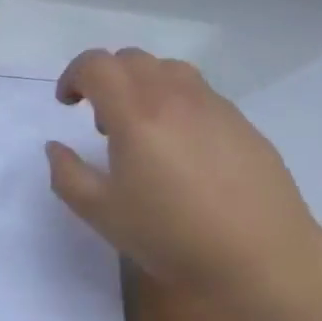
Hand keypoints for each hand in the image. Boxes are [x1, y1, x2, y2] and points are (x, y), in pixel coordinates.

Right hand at [46, 48, 321, 299]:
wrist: (265, 261)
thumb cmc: (174, 237)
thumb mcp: (103, 214)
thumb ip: (68, 175)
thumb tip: (56, 147)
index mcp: (135, 113)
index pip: (96, 65)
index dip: (73, 76)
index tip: (67, 104)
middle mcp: (173, 96)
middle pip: (131, 59)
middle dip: (106, 78)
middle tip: (103, 121)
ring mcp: (212, 106)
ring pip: (168, 69)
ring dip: (143, 84)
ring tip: (145, 127)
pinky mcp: (241, 122)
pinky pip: (199, 93)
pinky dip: (177, 102)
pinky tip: (184, 147)